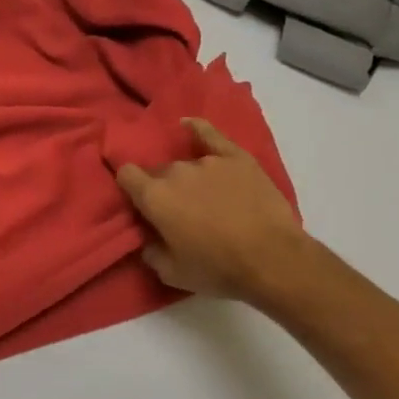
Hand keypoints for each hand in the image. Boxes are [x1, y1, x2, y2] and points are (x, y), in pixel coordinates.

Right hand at [116, 117, 304, 302]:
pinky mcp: (237, 158)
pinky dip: (197, 130)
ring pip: (185, 163)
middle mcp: (176, 171)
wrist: (272, 259)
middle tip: (177, 210)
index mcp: (154, 197)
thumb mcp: (171, 273)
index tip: (137, 201)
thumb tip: (147, 237)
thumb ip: (150, 251)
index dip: (128, 186)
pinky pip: (210, 135)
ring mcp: (208, 161)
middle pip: (158, 171)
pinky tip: (189, 126)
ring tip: (203, 197)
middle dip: (161, 187)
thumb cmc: (217, 268)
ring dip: (187, 178)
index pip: (126, 174)